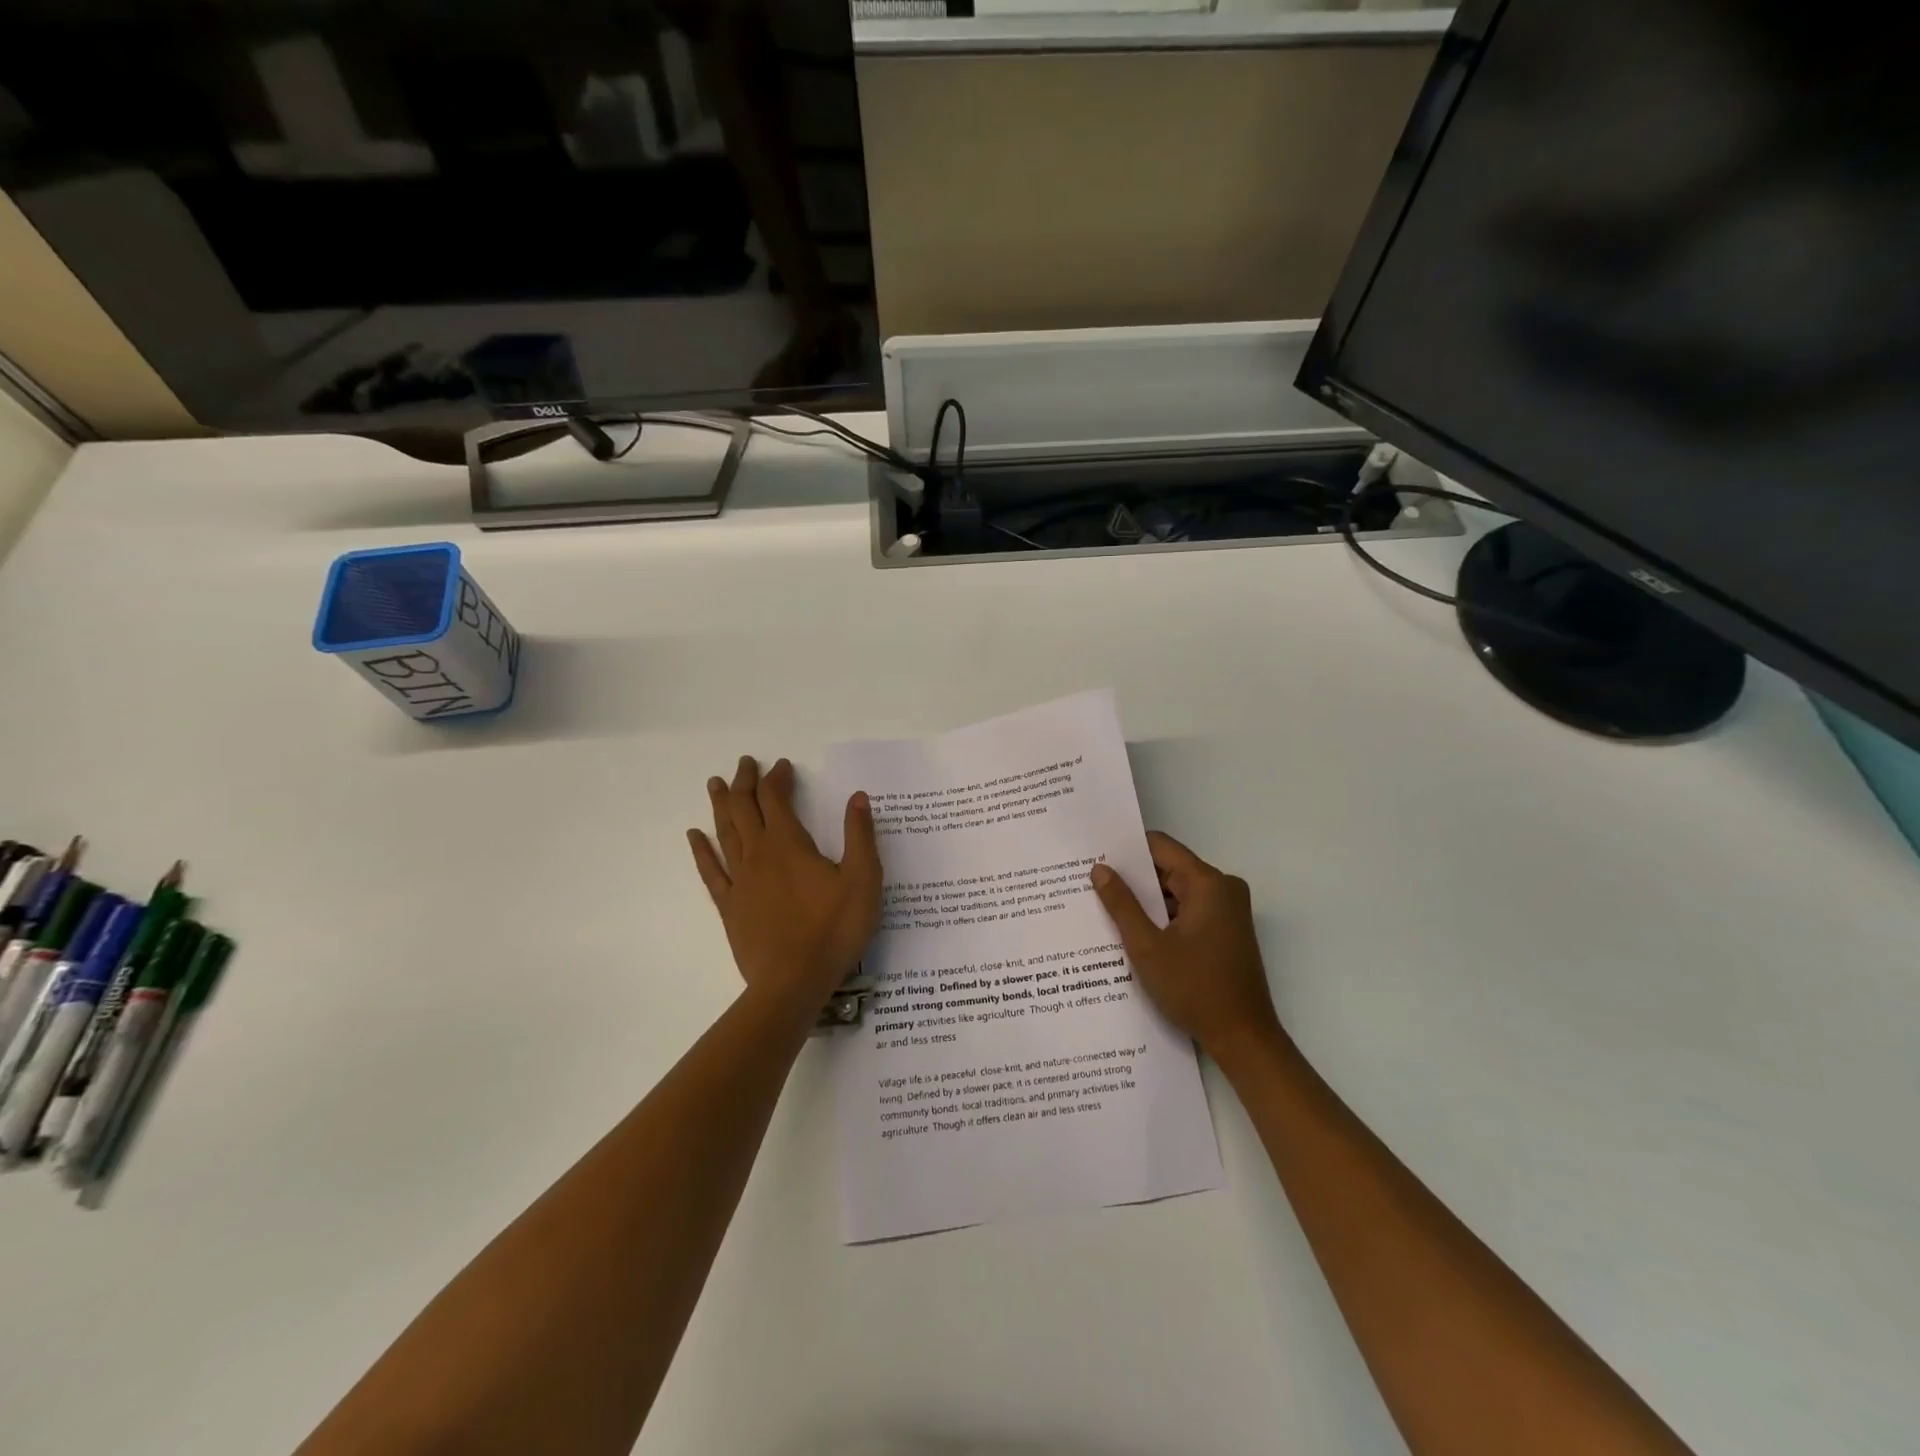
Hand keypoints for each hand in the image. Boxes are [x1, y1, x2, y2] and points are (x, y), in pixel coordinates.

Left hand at [688, 756, 881, 1015]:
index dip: (777, 778)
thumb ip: (860, 835)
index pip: (775, 798)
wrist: (793, 982)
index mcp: (788, 844)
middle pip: (745, 808)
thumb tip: (857, 797)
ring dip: (721, 805)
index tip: (782, 765)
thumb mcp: (863, 880)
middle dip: (745, 782)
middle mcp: (758, 854)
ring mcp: (739, 880)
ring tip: (716, 784)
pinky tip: (694, 836)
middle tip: (744, 763)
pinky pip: (710, 871)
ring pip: (725, 833)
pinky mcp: (729, 906)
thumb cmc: (833, 930)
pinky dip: (701, 850)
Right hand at [1090, 831, 1285, 1063]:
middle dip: (1133, 878)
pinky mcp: (1227, 930)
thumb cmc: (1194, 989)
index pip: (1160, 847)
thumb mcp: (1147, 946)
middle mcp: (1222, 888)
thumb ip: (1121, 904)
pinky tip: (1134, 931)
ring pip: (1177, 891)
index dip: (1126, 849)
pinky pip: (1188, 909)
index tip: (1095, 856)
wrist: (1243, 1038)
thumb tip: (1100, 869)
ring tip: (1105, 908)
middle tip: (1092, 884)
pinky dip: (1164, 917)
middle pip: (1169, 868)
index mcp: (1207, 883)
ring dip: (1147, 901)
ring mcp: (1228, 910)